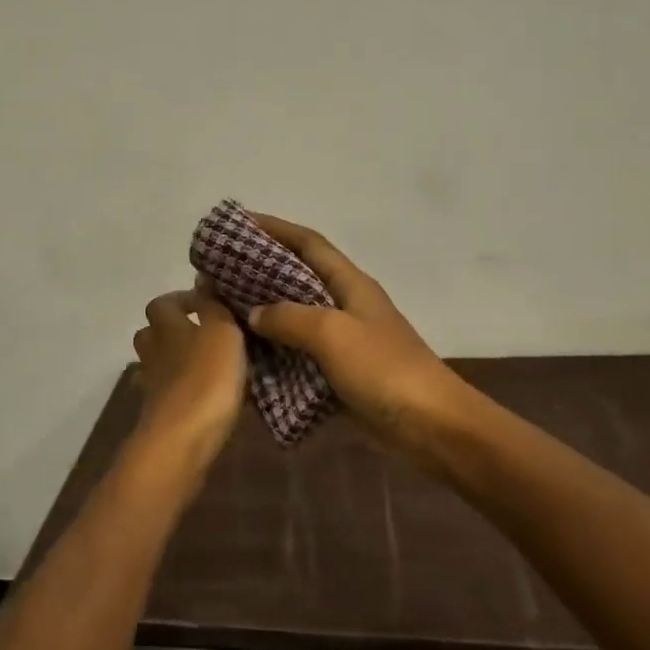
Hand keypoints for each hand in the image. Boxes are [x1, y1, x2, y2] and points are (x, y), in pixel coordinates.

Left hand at [131, 286, 246, 462]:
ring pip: (160, 363)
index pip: (163, 303)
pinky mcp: (159, 415)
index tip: (209, 303)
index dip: (183, 299)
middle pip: (152, 333)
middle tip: (206, 332)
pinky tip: (207, 396)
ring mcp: (153, 385)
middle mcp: (154, 352)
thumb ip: (213, 306)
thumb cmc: (206, 378)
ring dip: (179, 360)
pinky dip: (183, 390)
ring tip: (210, 364)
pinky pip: (170, 392)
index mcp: (167, 326)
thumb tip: (202, 279)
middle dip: (174, 329)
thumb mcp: (222, 332)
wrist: (182, 441)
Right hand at [246, 214, 473, 452]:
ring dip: (264, 312)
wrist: (431, 426)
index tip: (238, 223)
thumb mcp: (333, 334)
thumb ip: (290, 318)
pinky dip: (275, 352)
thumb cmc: (384, 369)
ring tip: (224, 311)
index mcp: (350, 284)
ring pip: (295, 317)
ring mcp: (345, 340)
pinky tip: (246, 358)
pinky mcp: (341, 373)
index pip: (308, 243)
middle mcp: (346, 304)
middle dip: (260, 270)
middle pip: (298, 277)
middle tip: (219, 271)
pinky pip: (300, 354)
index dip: (275, 228)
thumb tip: (255, 313)